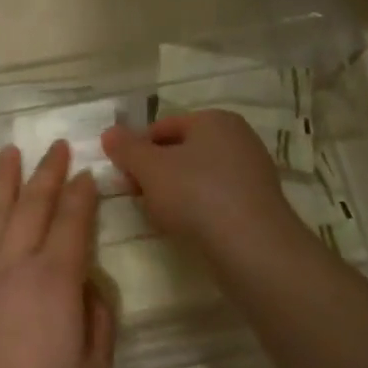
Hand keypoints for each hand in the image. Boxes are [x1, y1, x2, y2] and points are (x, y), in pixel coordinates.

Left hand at [0, 141, 114, 367]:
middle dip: (47, 172)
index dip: (81, 194)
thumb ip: (98, 316)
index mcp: (54, 281)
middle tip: (57, 146)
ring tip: (12, 152)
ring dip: (6, 179)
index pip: (71, 221)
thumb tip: (86, 283)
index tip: (87, 173)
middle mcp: (14, 263)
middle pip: (33, 205)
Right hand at [103, 112, 304, 263]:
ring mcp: (252, 172)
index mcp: (214, 119)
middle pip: (181, 151)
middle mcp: (238, 138)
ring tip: (161, 217)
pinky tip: (188, 229)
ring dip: (175, 194)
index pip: (163, 127)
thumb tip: (109, 132)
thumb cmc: (196, 195)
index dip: (137, 150)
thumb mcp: (150, 168)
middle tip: (138, 198)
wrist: (252, 247)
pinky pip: (217, 199)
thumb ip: (126, 148)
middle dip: (155, 173)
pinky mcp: (258, 204)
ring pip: (198, 177)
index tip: (123, 177)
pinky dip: (198, 210)